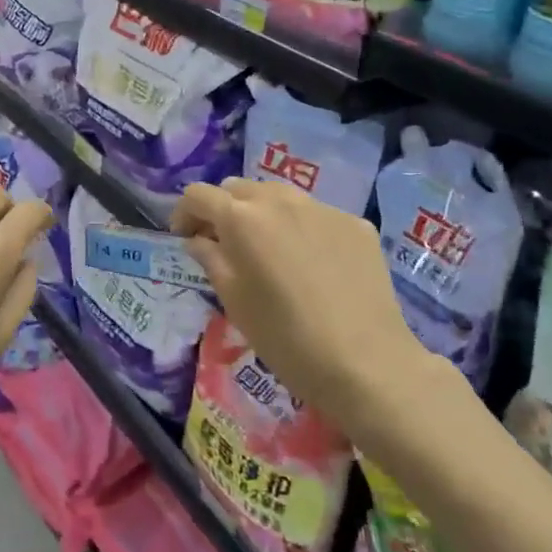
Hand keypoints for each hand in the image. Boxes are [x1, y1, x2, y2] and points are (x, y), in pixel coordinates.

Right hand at [172, 178, 450, 432]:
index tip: (185, 238)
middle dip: (223, 209)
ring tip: (268, 250)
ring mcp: (322, 208)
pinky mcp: (354, 223)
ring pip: (278, 195)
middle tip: (224, 244)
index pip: (198, 195)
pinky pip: (315, 214)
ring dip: (262, 213)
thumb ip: (211, 259)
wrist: (366, 363)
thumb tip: (199, 239)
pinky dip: (300, 228)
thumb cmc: (285, 338)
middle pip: (238, 187)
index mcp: (242, 218)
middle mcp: (280, 200)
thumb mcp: (234, 301)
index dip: (184, 213)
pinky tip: (310, 264)